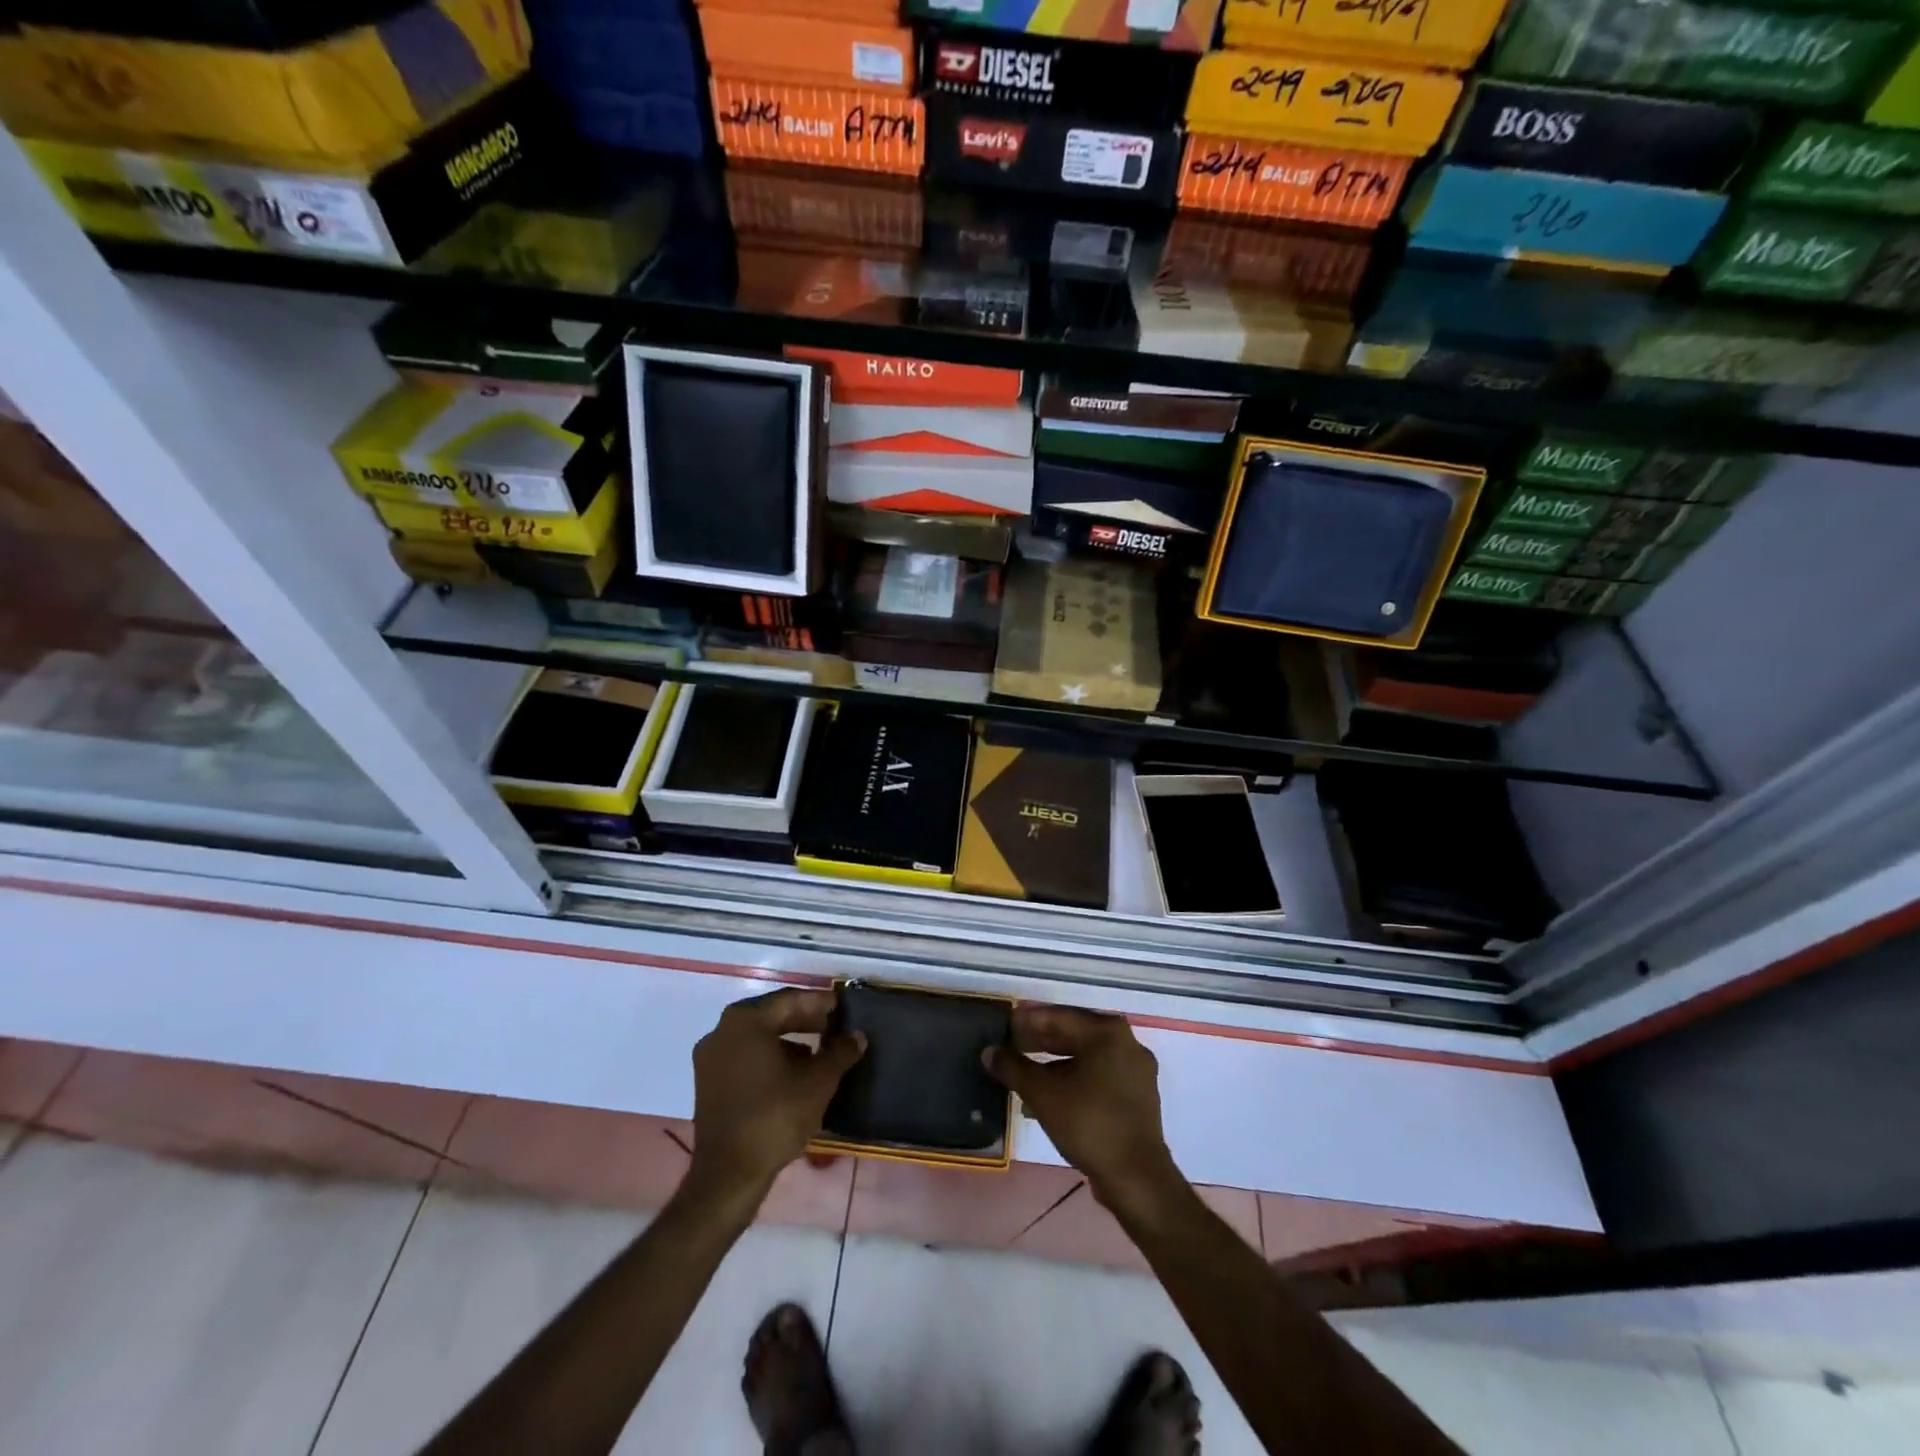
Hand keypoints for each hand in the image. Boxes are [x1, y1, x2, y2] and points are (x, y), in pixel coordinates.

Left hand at [688, 988, 864, 1198]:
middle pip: (772, 1016)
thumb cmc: (775, 1116)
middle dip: (805, 1020)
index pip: (791, 1000)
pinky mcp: (708, 1082)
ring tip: (819, 1051)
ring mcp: (711, 1057)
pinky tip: (793, 1073)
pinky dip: (770, 1057)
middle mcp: (721, 1030)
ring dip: (789, 1040)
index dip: (820, 1003)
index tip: (843, 1007)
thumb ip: (840, 1052)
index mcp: (745, 1021)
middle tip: (834, 1026)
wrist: (729, 1175)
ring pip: (758, 1037)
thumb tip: (857, 1036)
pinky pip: (746, 1057)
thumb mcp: (818, 1081)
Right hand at [985, 1005, 1176, 1209]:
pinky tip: (1049, 1099)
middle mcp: (1126, 1042)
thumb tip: (989, 1051)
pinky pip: (1098, 1076)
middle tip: (1010, 1048)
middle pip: (1074, 1034)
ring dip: (1053, 1065)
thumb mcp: (1042, 1093)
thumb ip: (1013, 1067)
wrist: (1136, 1178)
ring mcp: (1135, 1070)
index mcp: (1106, 1032)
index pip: (1058, 1017)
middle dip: (1040, 1042)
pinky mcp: (1137, 1096)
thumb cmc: (1088, 1123)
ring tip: (1024, 1076)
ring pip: (1086, 1057)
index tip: (1003, 1028)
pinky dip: (1073, 1080)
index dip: (1026, 1022)